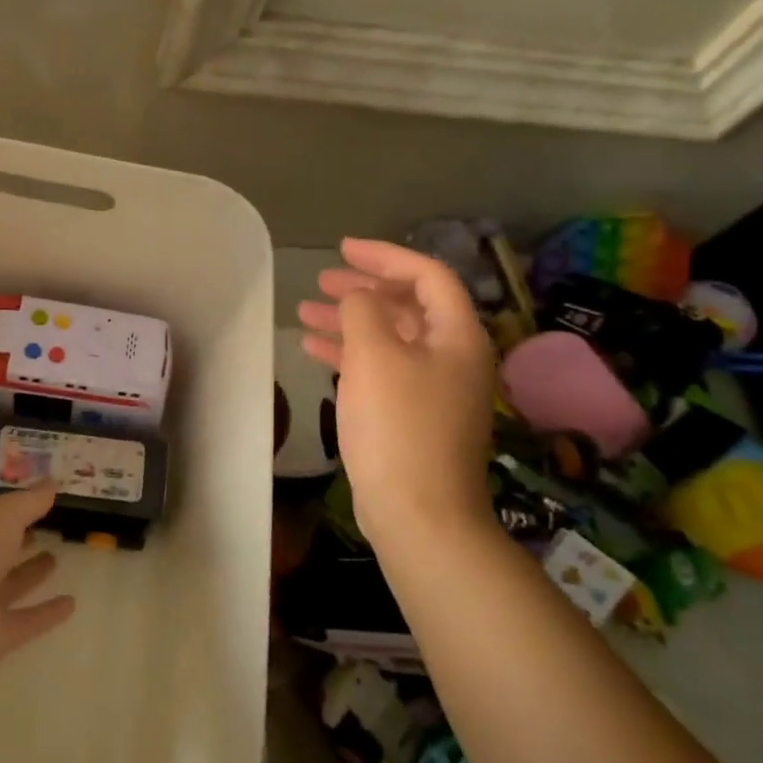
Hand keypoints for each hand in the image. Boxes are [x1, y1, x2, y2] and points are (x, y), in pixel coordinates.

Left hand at [0, 485, 75, 672]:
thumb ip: (31, 499)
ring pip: (7, 585)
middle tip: (47, 527)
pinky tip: (72, 603)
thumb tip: (53, 480)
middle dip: (17, 540)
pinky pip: (24, 621)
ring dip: (30, 574)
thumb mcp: (5, 511)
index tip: (33, 498)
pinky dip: (46, 614)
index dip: (6, 506)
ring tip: (56, 558)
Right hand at [297, 238, 498, 545]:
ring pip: (390, 338)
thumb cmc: (398, 425)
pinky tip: (315, 350)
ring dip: (350, 321)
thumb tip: (358, 298)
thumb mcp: (374, 356)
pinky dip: (350, 354)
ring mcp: (434, 389)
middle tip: (321, 281)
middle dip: (363, 289)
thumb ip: (362, 311)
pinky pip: (382, 369)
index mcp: (457, 335)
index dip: (385, 256)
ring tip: (305, 312)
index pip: (427, 275)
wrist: (419, 513)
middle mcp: (452, 356)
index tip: (342, 249)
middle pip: (408, 305)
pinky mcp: (414, 416)